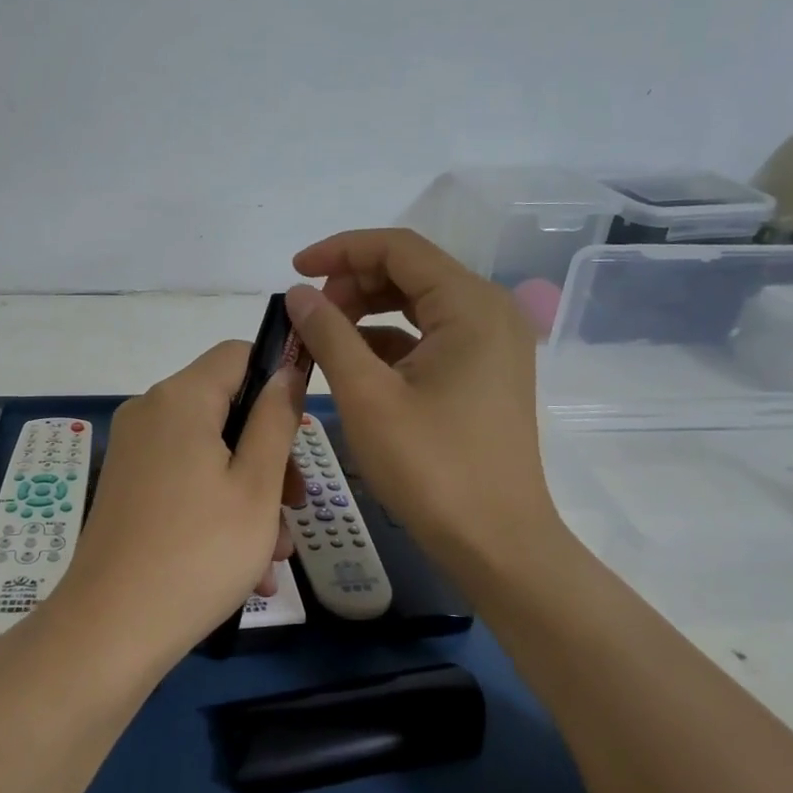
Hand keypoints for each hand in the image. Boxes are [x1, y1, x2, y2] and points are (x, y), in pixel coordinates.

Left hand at [44, 341, 304, 669]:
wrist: (110, 629)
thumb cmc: (199, 552)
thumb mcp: (257, 486)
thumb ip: (276, 420)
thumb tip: (285, 371)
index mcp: (180, 398)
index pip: (237, 354)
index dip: (278, 376)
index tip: (304, 426)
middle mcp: (149, 412)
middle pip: (226, 408)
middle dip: (269, 455)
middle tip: (296, 507)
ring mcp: (133, 451)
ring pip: (210, 452)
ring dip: (250, 494)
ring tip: (274, 556)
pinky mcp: (126, 486)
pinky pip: (185, 480)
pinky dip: (217, 508)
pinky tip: (246, 568)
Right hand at [285, 229, 559, 582]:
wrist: (497, 544)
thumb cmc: (432, 469)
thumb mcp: (367, 397)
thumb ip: (329, 334)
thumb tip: (298, 294)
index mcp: (470, 305)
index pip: (399, 248)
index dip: (340, 250)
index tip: (295, 272)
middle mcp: (489, 312)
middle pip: (411, 271)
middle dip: (353, 282)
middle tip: (309, 315)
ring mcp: (492, 344)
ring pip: (418, 303)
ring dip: (367, 311)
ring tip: (324, 338)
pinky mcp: (484, 373)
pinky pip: (430, 337)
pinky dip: (389, 340)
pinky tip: (354, 364)